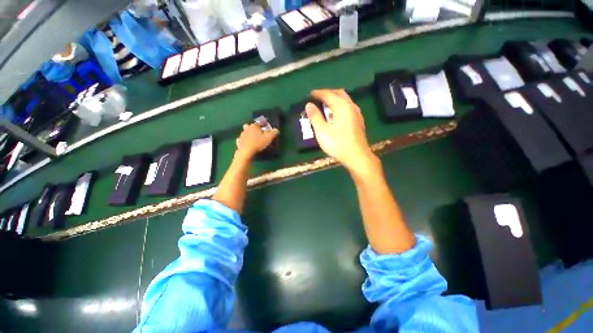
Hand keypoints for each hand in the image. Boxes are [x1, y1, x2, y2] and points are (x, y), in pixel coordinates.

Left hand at [236, 123, 278, 158]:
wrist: (246, 151)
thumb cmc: (258, 143)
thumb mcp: (269, 138)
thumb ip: (273, 133)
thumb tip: (276, 130)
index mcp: (254, 126)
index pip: (259, 123)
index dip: (263, 125)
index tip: (266, 129)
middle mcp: (247, 129)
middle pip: (249, 126)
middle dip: (253, 129)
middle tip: (257, 133)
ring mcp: (242, 135)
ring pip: (245, 133)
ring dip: (248, 135)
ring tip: (253, 139)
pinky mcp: (239, 142)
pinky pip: (241, 140)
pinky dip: (244, 141)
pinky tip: (247, 144)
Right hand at [306, 89, 377, 173]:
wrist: (357, 156)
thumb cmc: (338, 144)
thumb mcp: (322, 131)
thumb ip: (315, 117)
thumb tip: (309, 105)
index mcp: (342, 106)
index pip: (328, 94)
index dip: (318, 93)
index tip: (310, 94)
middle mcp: (351, 106)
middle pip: (339, 93)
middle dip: (328, 93)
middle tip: (318, 97)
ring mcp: (357, 113)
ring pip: (345, 100)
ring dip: (335, 99)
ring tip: (325, 105)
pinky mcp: (358, 121)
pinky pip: (348, 107)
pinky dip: (340, 106)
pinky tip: (336, 115)